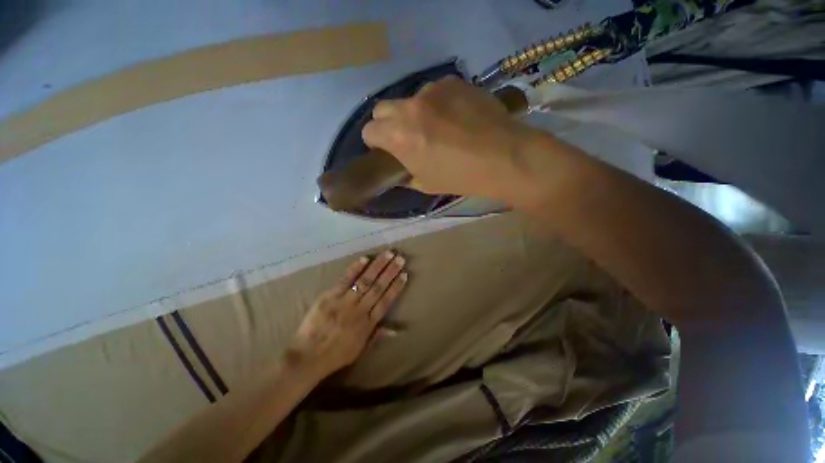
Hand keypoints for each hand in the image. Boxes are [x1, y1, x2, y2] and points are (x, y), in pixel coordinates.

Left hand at [289, 251, 407, 378]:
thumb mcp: (360, 349)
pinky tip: (365, 259)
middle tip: (400, 258)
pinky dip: (355, 269)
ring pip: (365, 281)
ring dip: (378, 266)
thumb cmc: (335, 354)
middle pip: (378, 287)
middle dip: (390, 272)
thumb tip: (397, 330)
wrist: (307, 358)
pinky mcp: (329, 297)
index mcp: (368, 324)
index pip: (386, 301)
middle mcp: (360, 310)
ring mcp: (345, 302)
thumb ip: (378, 336)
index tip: (404, 274)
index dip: (396, 287)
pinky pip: (345, 281)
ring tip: (388, 254)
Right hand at [361, 76, 540, 201]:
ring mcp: (432, 90)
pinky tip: (456, 117)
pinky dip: (438, 104)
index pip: (369, 131)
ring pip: (410, 99)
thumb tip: (398, 168)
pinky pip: (435, 91)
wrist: (502, 157)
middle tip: (407, 137)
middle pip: (382, 108)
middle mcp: (410, 107)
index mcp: (399, 135)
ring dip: (416, 113)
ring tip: (439, 127)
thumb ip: (405, 174)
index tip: (386, 150)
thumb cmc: (460, 177)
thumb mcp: (426, 184)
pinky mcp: (453, 82)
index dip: (376, 142)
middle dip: (388, 123)